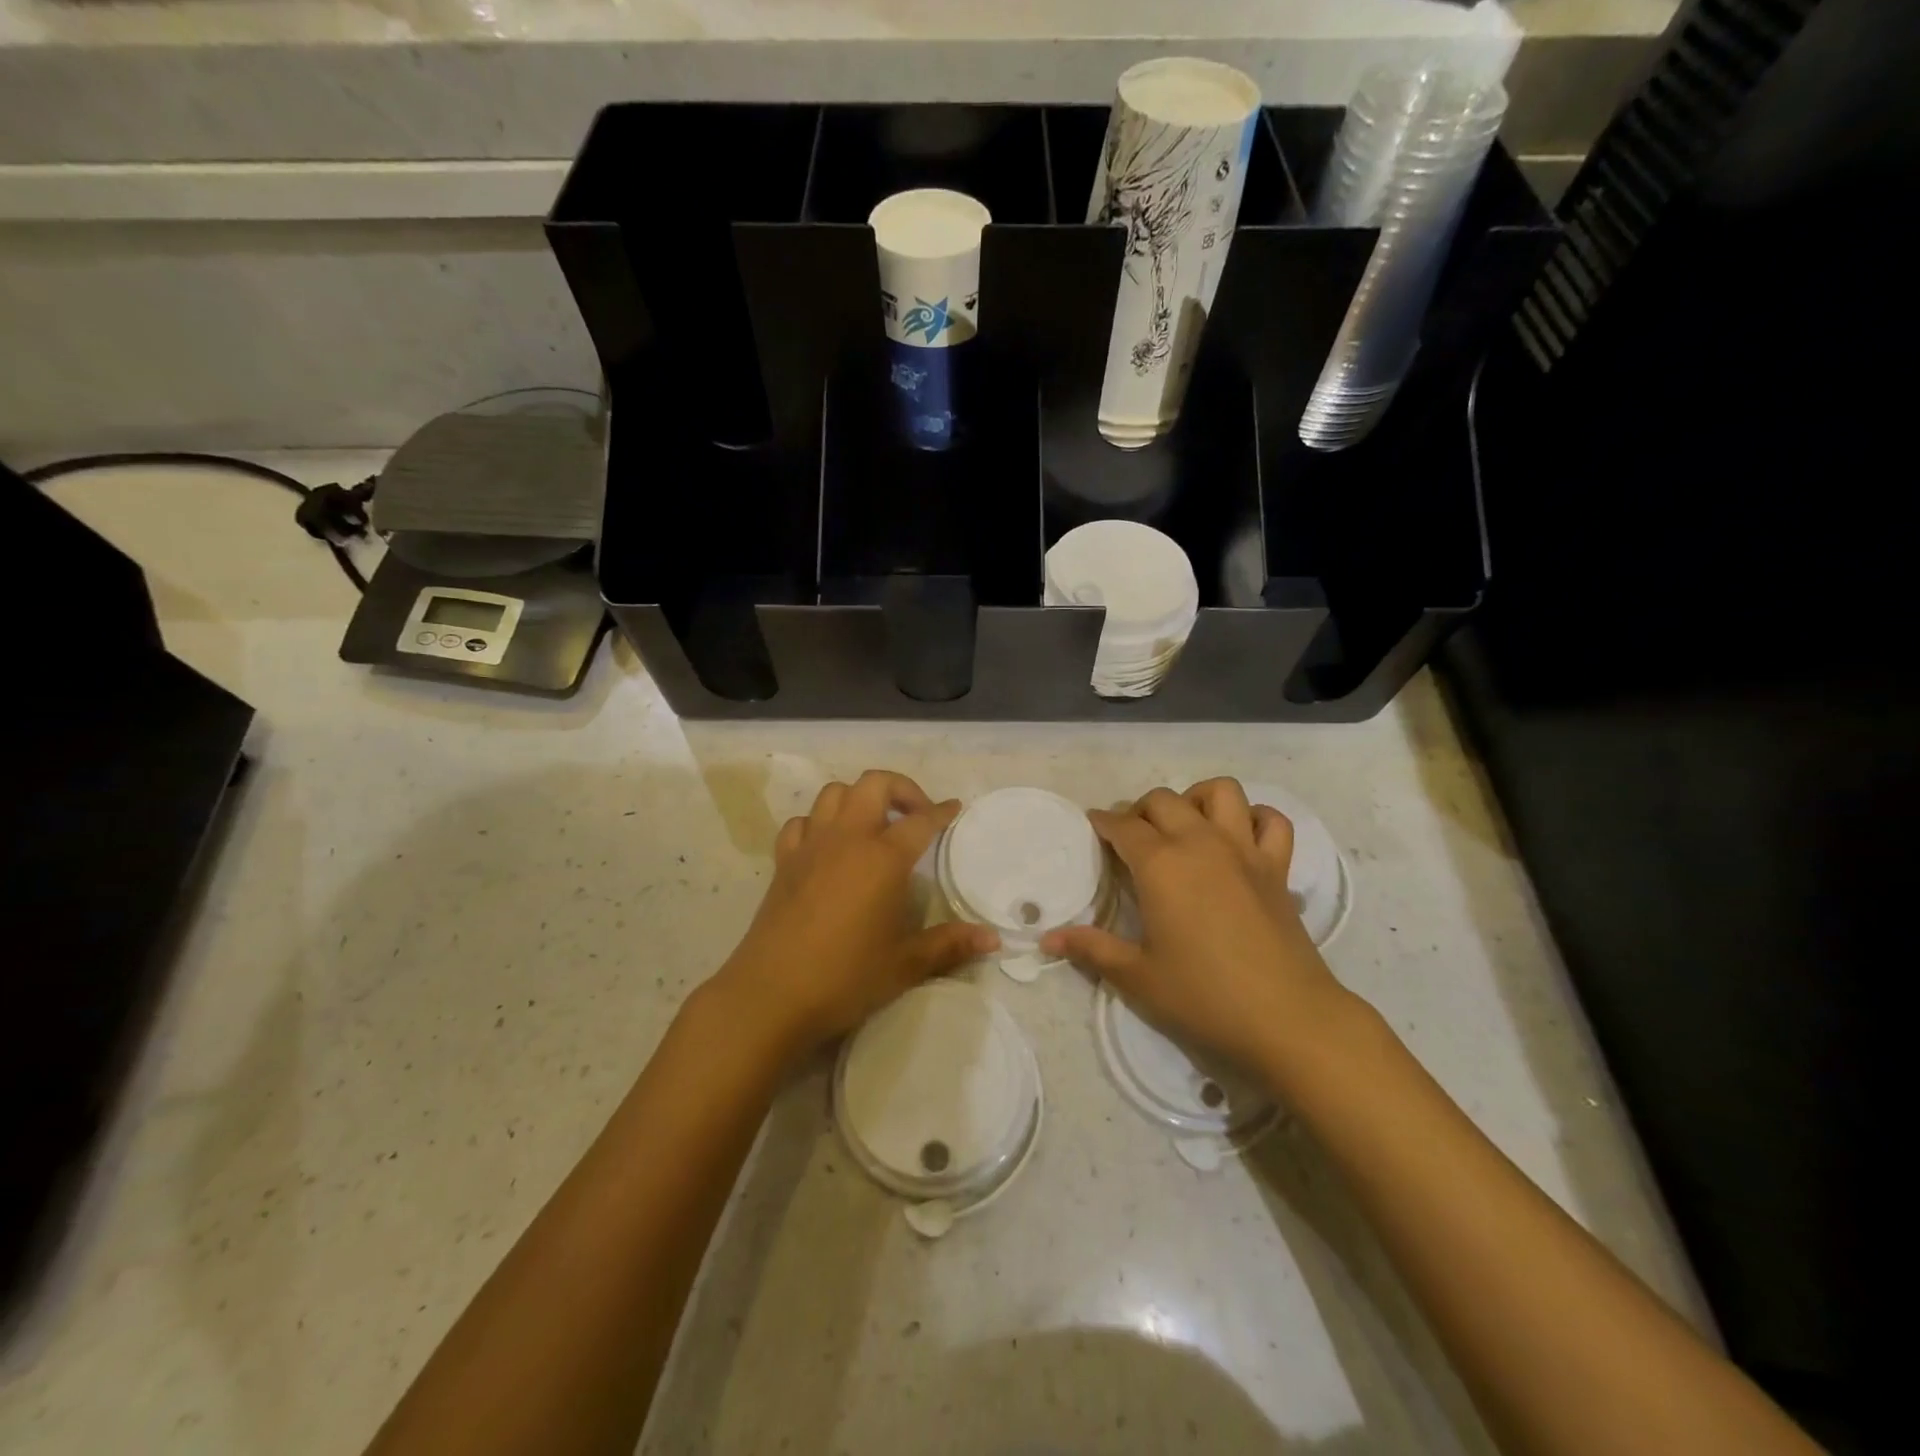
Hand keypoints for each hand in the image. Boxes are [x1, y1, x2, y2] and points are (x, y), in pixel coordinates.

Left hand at [707, 770, 998, 1063]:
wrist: (771, 994)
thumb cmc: (846, 977)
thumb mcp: (905, 964)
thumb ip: (950, 944)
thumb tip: (994, 939)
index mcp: (883, 858)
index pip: (920, 821)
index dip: (941, 811)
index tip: (954, 808)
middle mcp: (847, 839)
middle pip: (874, 785)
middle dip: (901, 789)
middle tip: (916, 815)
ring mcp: (811, 846)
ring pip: (834, 793)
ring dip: (858, 798)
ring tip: (874, 824)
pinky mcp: (784, 861)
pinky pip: (801, 822)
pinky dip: (818, 823)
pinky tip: (828, 845)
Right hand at [1041, 778, 1353, 1078]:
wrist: (1288, 1019)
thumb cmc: (1204, 997)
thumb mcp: (1137, 977)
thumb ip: (1092, 949)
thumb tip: (1047, 938)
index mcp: (1161, 865)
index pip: (1123, 827)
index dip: (1103, 822)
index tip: (1093, 826)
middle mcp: (1201, 843)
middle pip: (1164, 800)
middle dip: (1140, 810)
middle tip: (1130, 838)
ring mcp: (1244, 851)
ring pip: (1220, 792)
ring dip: (1196, 798)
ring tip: (1184, 826)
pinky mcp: (1277, 868)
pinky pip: (1271, 821)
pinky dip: (1254, 818)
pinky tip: (1239, 838)